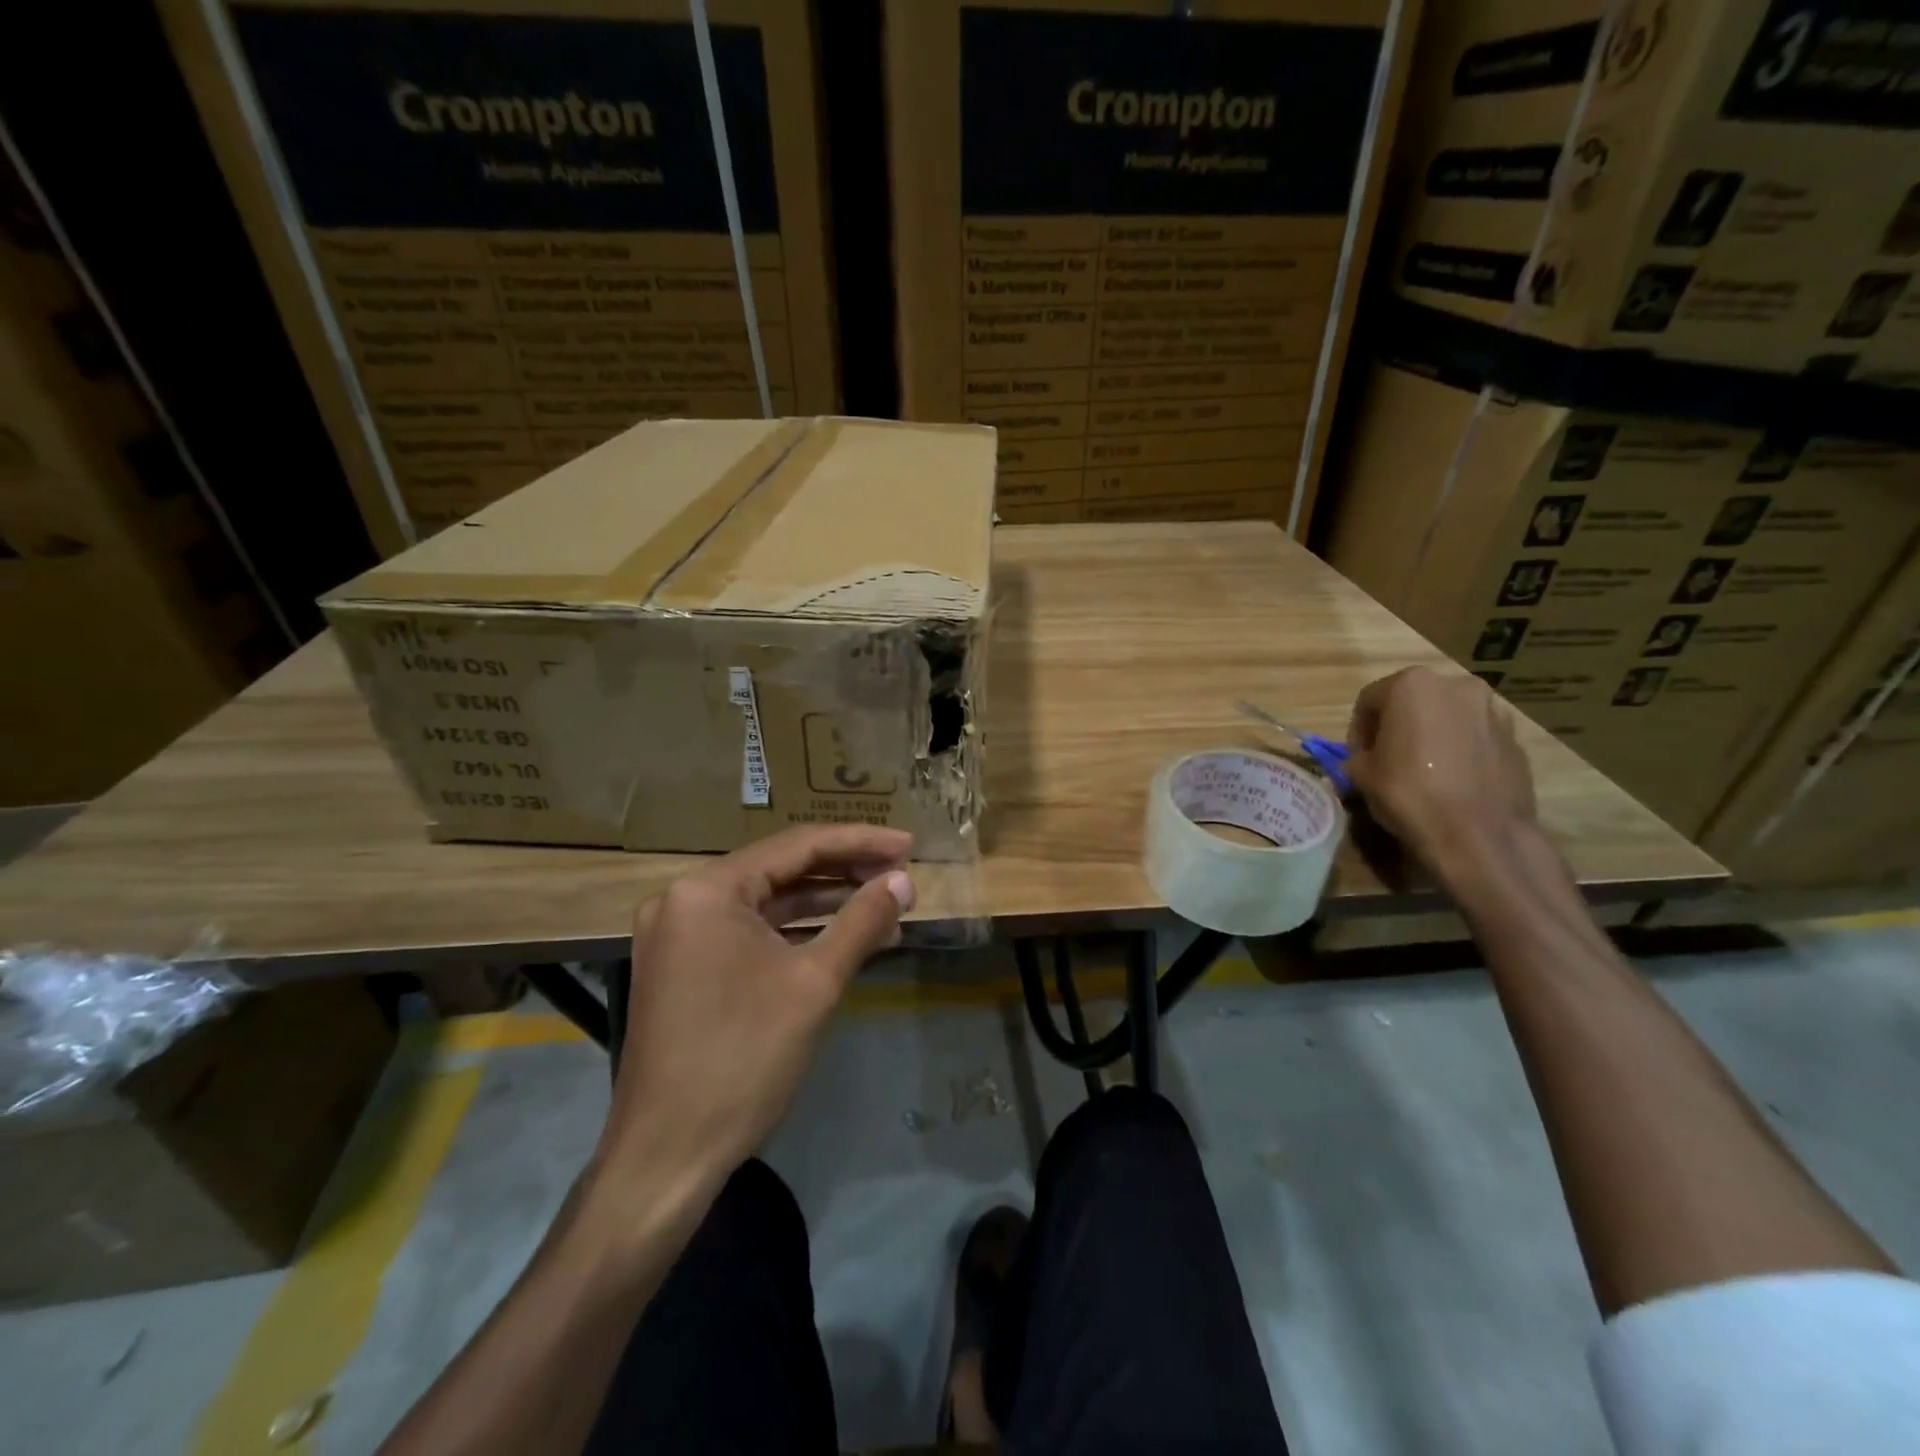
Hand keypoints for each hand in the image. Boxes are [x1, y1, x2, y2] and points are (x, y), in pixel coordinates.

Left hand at [597, 826, 914, 1195]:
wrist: (667, 1156)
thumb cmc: (743, 1058)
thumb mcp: (815, 983)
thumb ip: (862, 920)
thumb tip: (903, 880)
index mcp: (707, 890)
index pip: (797, 847)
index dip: (860, 842)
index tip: (909, 844)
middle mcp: (684, 899)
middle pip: (781, 870)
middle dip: (845, 873)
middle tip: (902, 874)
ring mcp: (679, 935)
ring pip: (767, 903)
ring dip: (825, 904)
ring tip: (885, 905)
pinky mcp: (683, 967)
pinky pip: (749, 934)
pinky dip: (796, 934)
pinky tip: (843, 938)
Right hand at [1345, 668, 1537, 875]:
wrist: (1479, 835)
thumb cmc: (1410, 794)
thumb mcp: (1360, 776)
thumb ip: (1357, 758)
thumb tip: (1362, 761)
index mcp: (1412, 686)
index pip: (1369, 700)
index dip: (1358, 730)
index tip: (1358, 757)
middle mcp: (1456, 685)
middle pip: (1413, 701)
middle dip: (1398, 725)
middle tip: (1389, 758)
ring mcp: (1492, 709)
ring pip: (1447, 716)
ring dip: (1431, 734)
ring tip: (1424, 768)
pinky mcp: (1515, 737)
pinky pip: (1474, 736)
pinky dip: (1459, 748)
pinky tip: (1453, 779)